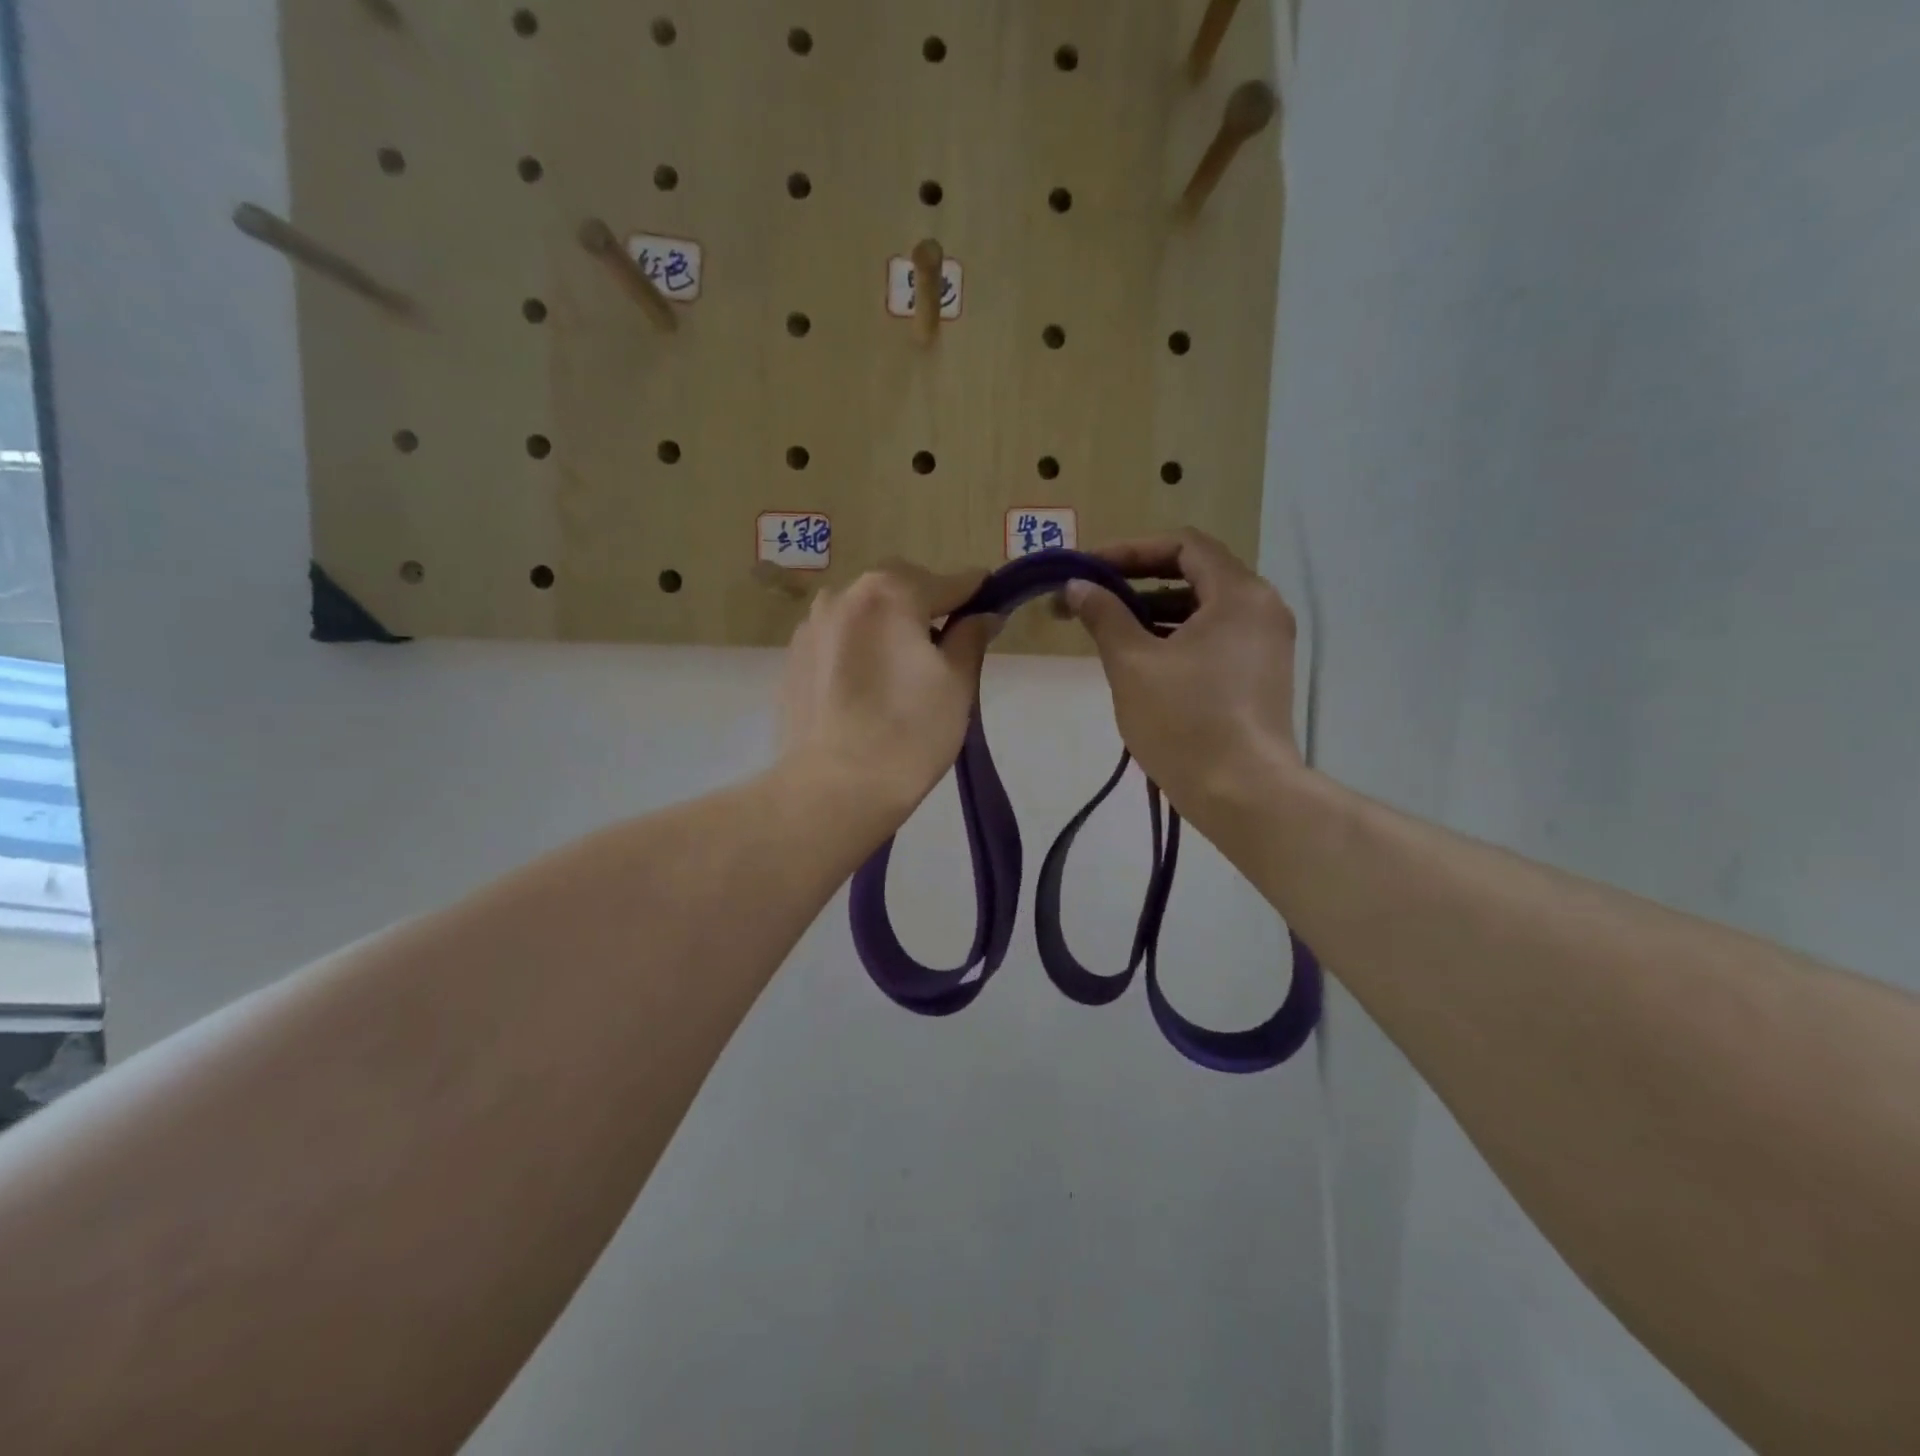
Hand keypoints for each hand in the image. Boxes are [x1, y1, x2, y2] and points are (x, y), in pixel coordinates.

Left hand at [780, 562, 993, 824]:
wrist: (832, 790)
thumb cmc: (908, 733)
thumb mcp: (957, 683)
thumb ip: (971, 636)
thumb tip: (983, 614)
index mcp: (889, 591)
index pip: (949, 582)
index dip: (975, 596)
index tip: (992, 610)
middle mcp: (843, 594)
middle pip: (900, 591)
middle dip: (926, 612)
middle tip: (944, 655)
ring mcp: (810, 626)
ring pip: (865, 616)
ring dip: (889, 631)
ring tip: (900, 678)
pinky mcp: (792, 658)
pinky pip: (838, 642)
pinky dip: (859, 653)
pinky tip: (866, 693)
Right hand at [1066, 529, 1303, 829]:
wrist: (1242, 794)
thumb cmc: (1184, 721)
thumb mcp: (1132, 664)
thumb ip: (1104, 615)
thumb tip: (1077, 586)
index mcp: (1239, 593)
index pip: (1183, 545)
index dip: (1131, 549)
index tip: (1089, 567)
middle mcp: (1262, 608)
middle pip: (1196, 573)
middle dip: (1138, 580)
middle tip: (1092, 596)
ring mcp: (1267, 644)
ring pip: (1204, 608)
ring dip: (1155, 610)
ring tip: (1108, 627)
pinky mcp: (1261, 675)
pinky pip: (1215, 637)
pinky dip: (1177, 636)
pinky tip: (1142, 658)